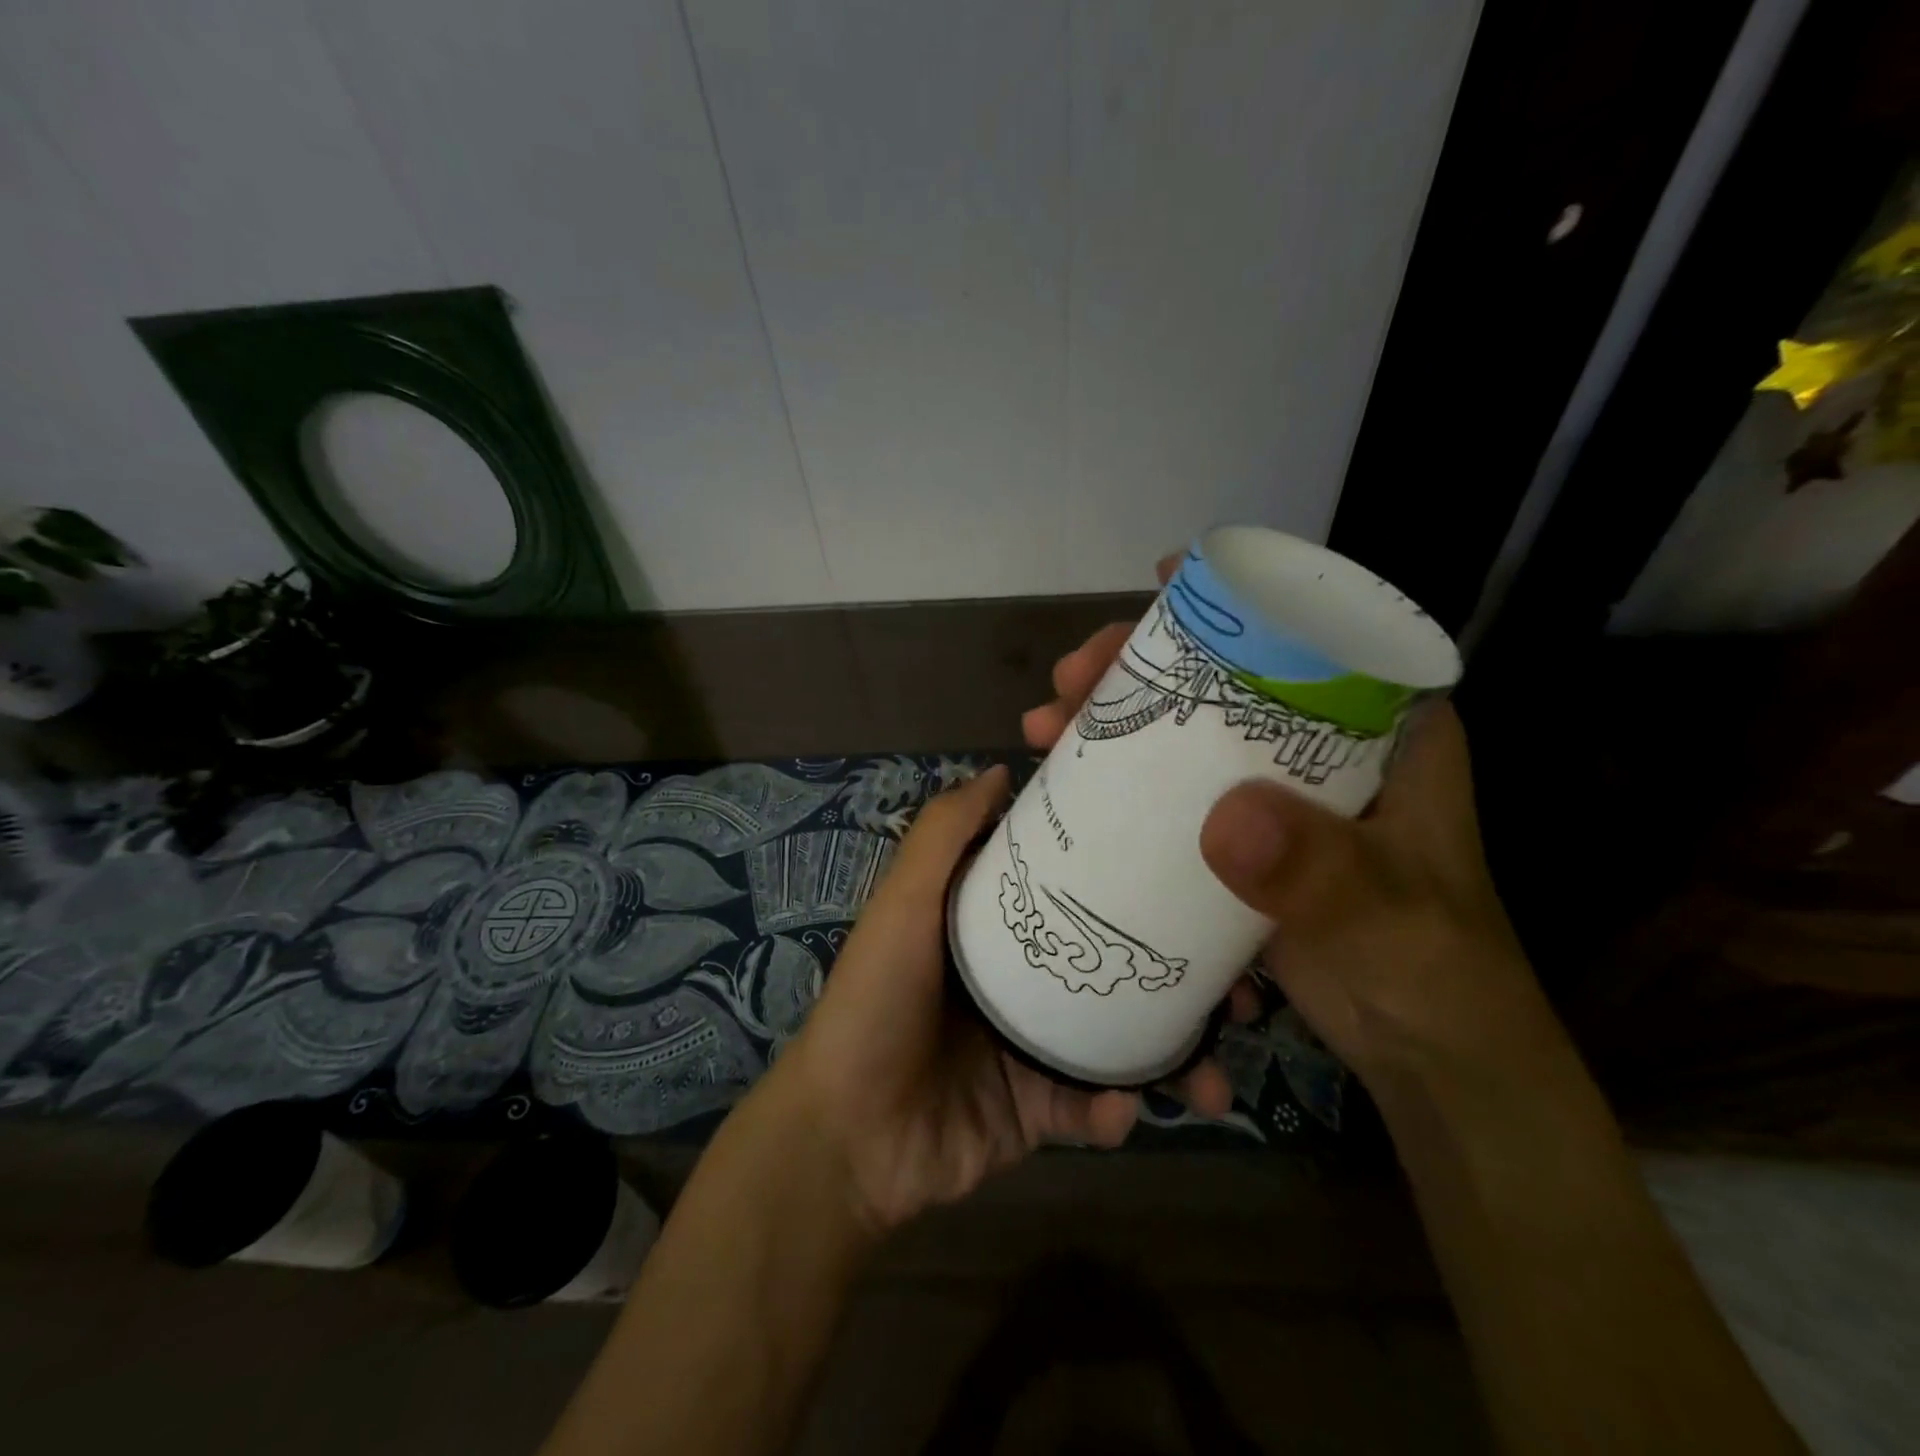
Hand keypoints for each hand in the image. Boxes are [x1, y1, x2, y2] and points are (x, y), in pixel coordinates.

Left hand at [767, 765, 1237, 1238]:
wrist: (847, 1136)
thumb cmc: (877, 1000)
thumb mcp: (904, 903)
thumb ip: (945, 834)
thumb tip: (1002, 770)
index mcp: (999, 927)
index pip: (1078, 890)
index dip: (1133, 880)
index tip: (1195, 872)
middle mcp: (1026, 979)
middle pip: (1116, 965)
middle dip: (1181, 977)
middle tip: (1238, 988)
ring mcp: (1036, 1047)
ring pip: (1124, 1041)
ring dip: (1175, 1057)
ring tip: (1214, 1073)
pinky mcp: (1040, 1111)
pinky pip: (1095, 1107)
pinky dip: (1115, 1110)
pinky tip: (1123, 1110)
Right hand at [1026, 557, 1544, 1088]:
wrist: (1428, 1056)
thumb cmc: (1434, 972)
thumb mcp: (1387, 919)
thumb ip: (1321, 873)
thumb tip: (1226, 818)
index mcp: (1380, 732)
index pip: (1306, 634)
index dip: (1233, 599)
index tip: (1160, 583)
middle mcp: (1322, 748)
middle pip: (1222, 677)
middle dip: (1141, 664)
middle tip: (1072, 676)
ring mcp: (1276, 794)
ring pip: (1186, 731)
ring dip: (1115, 718)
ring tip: (1047, 723)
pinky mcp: (1242, 840)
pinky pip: (1172, 791)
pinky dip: (1120, 779)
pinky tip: (1067, 784)